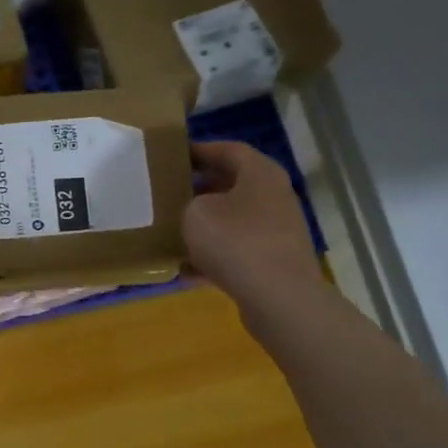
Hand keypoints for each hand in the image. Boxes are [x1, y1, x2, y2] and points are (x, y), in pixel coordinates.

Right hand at [182, 141, 321, 308]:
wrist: (278, 297)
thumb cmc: (235, 242)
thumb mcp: (196, 213)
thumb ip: (189, 204)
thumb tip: (194, 211)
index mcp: (260, 174)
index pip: (228, 150)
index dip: (200, 150)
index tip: (174, 156)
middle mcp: (274, 196)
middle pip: (232, 185)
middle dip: (200, 190)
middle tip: (169, 194)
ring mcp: (277, 231)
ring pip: (233, 221)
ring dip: (206, 226)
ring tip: (172, 233)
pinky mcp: (273, 261)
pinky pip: (237, 252)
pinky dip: (213, 258)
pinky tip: (186, 271)